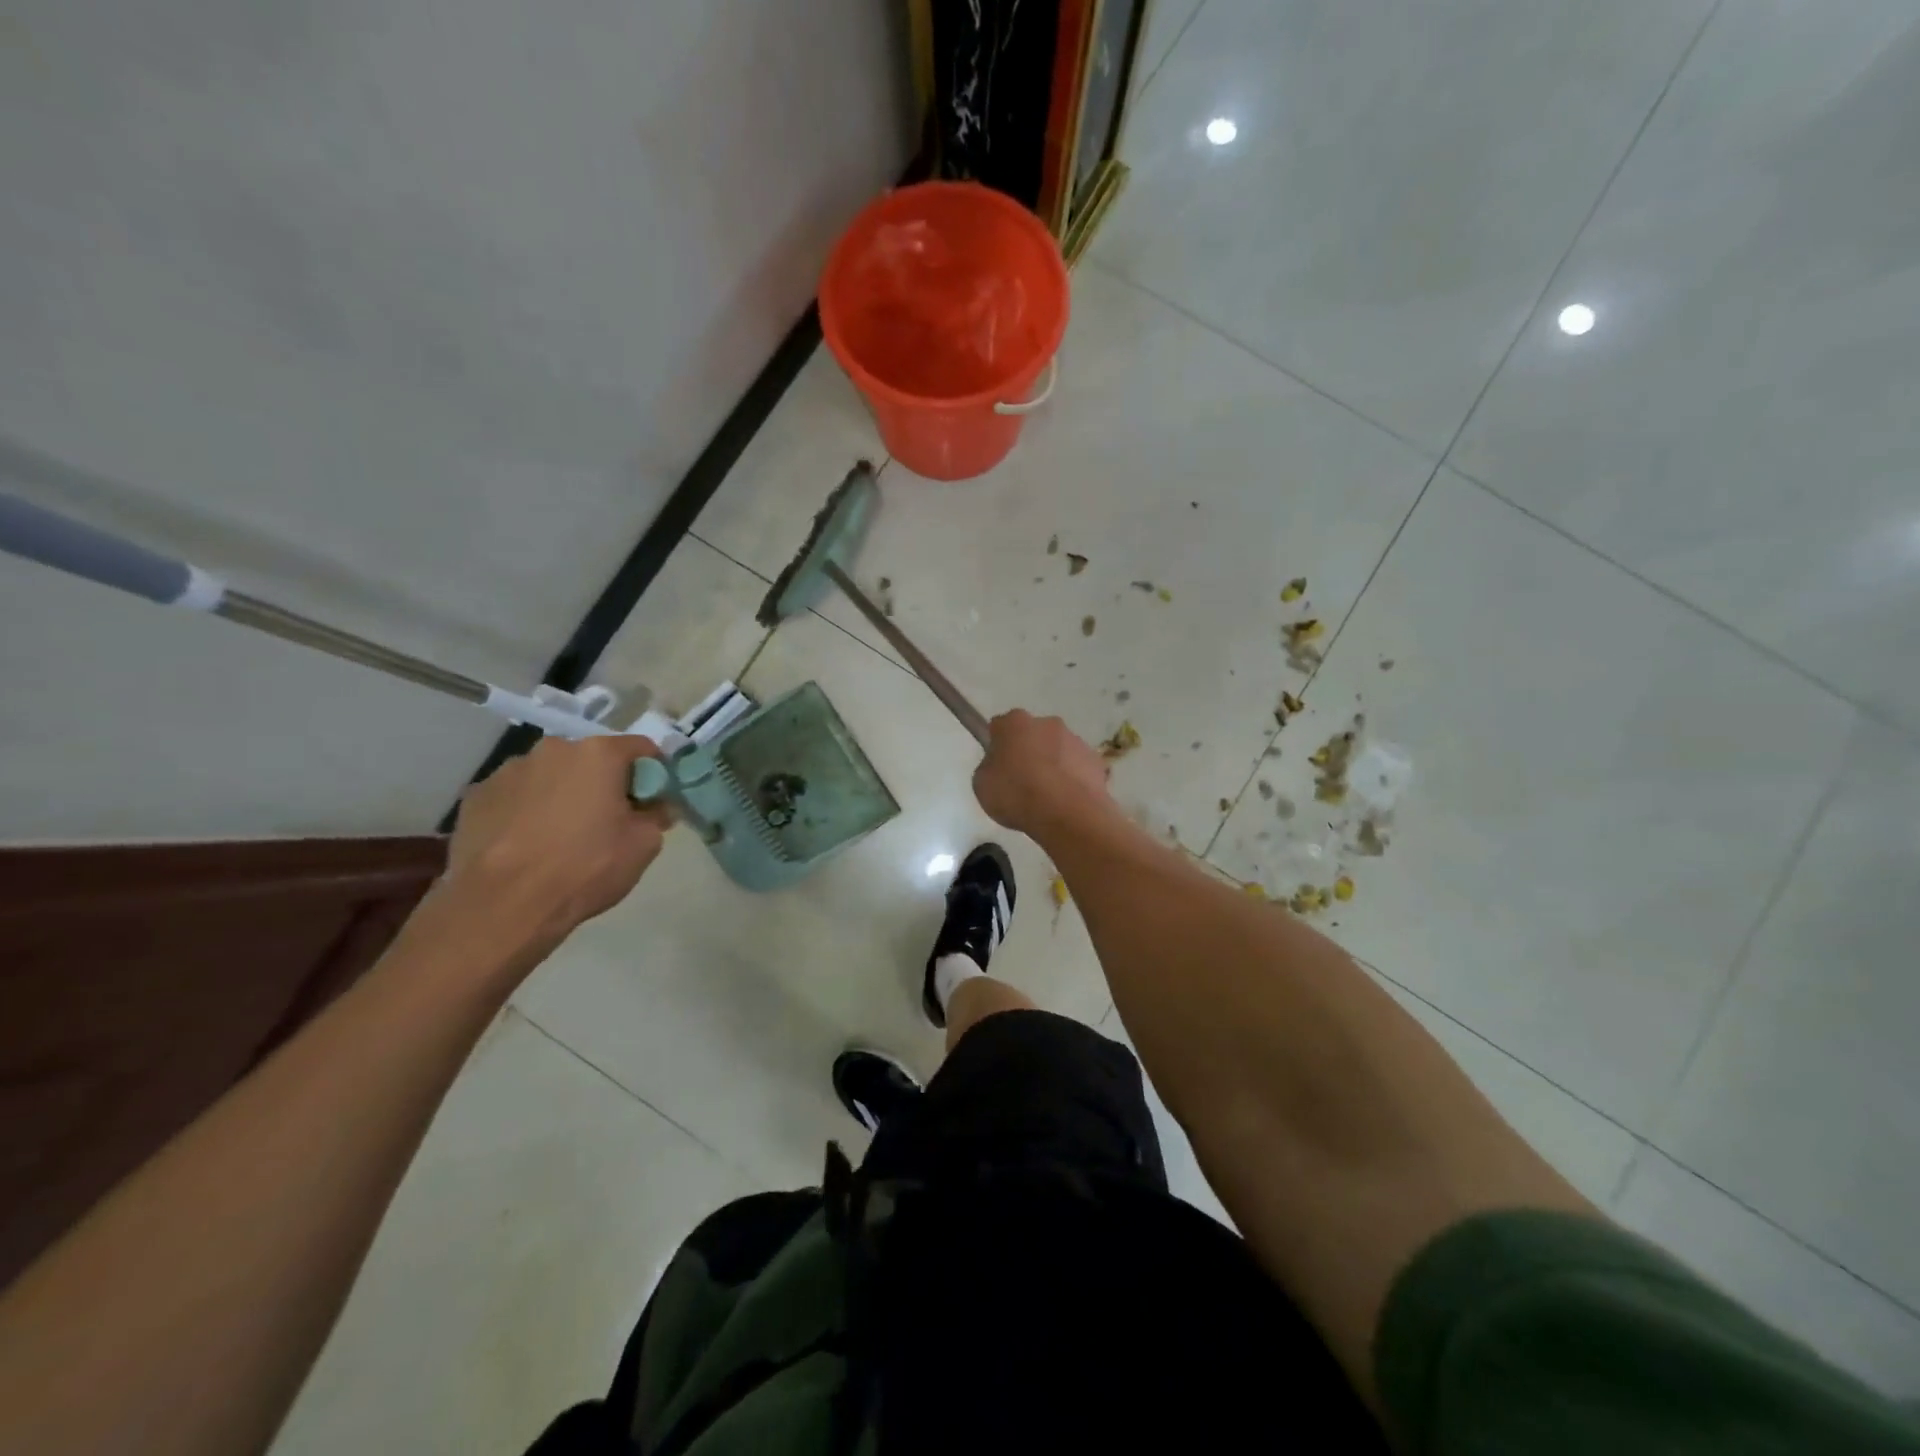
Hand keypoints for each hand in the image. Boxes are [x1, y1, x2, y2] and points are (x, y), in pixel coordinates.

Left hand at [441, 734, 672, 947]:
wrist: (503, 904)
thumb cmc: (585, 867)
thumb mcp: (644, 845)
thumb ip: (657, 816)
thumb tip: (656, 807)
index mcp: (598, 754)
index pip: (641, 748)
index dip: (653, 773)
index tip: (654, 800)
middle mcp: (553, 749)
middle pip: (591, 759)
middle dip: (603, 783)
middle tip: (608, 820)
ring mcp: (509, 770)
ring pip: (550, 775)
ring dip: (562, 794)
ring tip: (561, 834)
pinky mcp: (476, 795)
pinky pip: (516, 795)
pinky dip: (527, 810)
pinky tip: (527, 842)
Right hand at [972, 710, 1114, 841]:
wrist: (1067, 813)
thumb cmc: (1017, 795)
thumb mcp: (982, 785)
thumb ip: (989, 768)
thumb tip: (1000, 766)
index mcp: (1015, 723)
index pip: (1000, 726)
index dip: (997, 745)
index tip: (997, 766)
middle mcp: (1047, 723)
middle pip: (1032, 735)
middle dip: (1028, 752)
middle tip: (1022, 782)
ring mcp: (1075, 740)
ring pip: (1058, 750)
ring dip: (1053, 765)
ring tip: (1048, 797)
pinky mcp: (1096, 760)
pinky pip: (1078, 768)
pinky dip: (1073, 779)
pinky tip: (1067, 801)